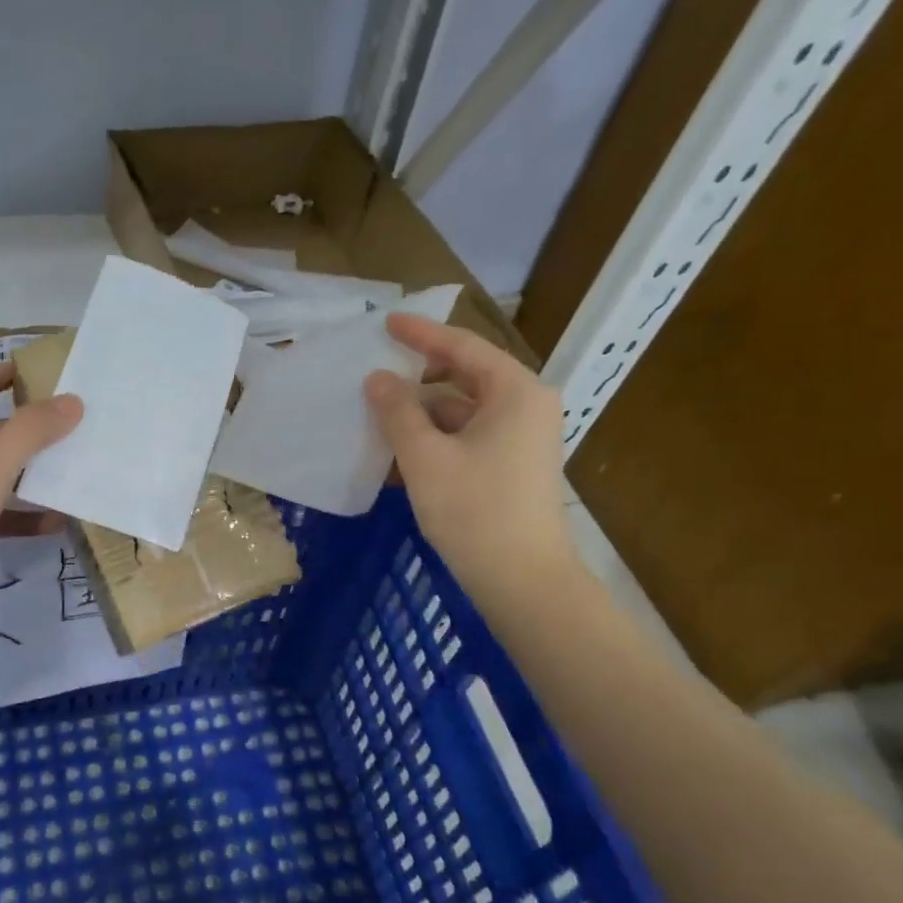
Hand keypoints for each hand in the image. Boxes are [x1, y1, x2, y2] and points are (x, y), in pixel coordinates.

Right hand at [365, 314, 577, 605]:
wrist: (522, 580)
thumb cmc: (475, 511)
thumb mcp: (425, 457)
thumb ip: (398, 412)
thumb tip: (378, 379)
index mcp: (515, 391)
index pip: (462, 347)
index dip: (420, 334)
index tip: (386, 322)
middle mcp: (526, 406)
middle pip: (464, 377)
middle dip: (418, 378)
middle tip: (376, 373)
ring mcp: (522, 438)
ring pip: (462, 411)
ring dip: (421, 414)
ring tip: (377, 418)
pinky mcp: (512, 466)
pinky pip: (468, 438)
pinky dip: (435, 440)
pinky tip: (398, 454)